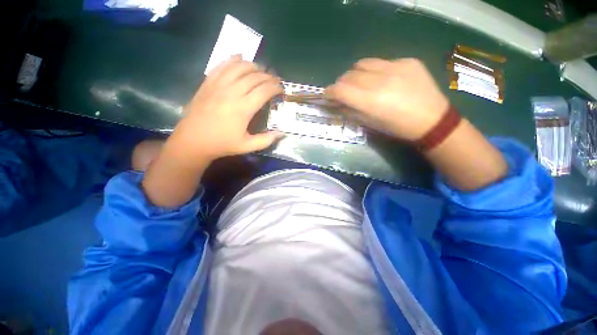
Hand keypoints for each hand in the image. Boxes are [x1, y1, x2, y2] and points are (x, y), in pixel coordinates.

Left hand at [171, 55, 282, 165]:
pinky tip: (240, 58)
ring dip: (253, 66)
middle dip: (268, 76)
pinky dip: (232, 59)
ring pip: (239, 67)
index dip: (275, 88)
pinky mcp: (208, 83)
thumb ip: (266, 140)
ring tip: (261, 69)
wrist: (193, 140)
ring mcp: (218, 85)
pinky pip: (221, 65)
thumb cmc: (222, 144)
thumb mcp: (247, 146)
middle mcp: (232, 93)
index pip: (264, 91)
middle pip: (254, 77)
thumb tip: (282, 133)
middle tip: (275, 79)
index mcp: (243, 109)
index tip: (281, 89)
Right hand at [326, 58, 448, 140]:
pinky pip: (382, 62)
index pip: (340, 90)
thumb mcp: (370, 124)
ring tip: (359, 82)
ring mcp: (395, 67)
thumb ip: (350, 111)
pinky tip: (382, 79)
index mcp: (370, 101)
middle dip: (341, 83)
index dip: (330, 92)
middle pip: (349, 75)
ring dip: (355, 73)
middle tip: (343, 91)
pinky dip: (375, 71)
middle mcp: (380, 80)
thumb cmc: (397, 128)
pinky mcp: (407, 61)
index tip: (327, 95)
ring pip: (363, 63)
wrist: (432, 120)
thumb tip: (337, 103)